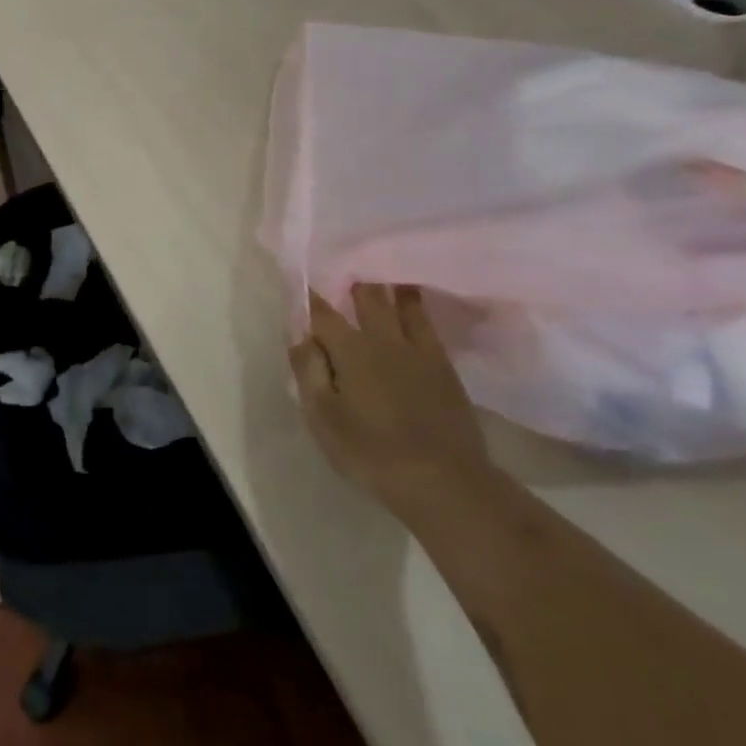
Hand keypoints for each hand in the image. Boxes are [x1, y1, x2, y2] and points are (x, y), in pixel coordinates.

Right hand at [288, 284, 495, 517]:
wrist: (445, 481)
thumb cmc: (371, 452)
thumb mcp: (323, 417)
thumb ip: (309, 371)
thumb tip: (300, 335)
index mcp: (351, 350)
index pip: (323, 313)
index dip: (309, 297)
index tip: (301, 282)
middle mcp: (385, 339)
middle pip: (367, 298)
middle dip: (352, 280)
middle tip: (344, 264)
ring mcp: (420, 351)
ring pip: (403, 304)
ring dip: (390, 285)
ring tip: (382, 268)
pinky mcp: (445, 367)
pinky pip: (429, 324)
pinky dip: (418, 306)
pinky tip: (416, 302)